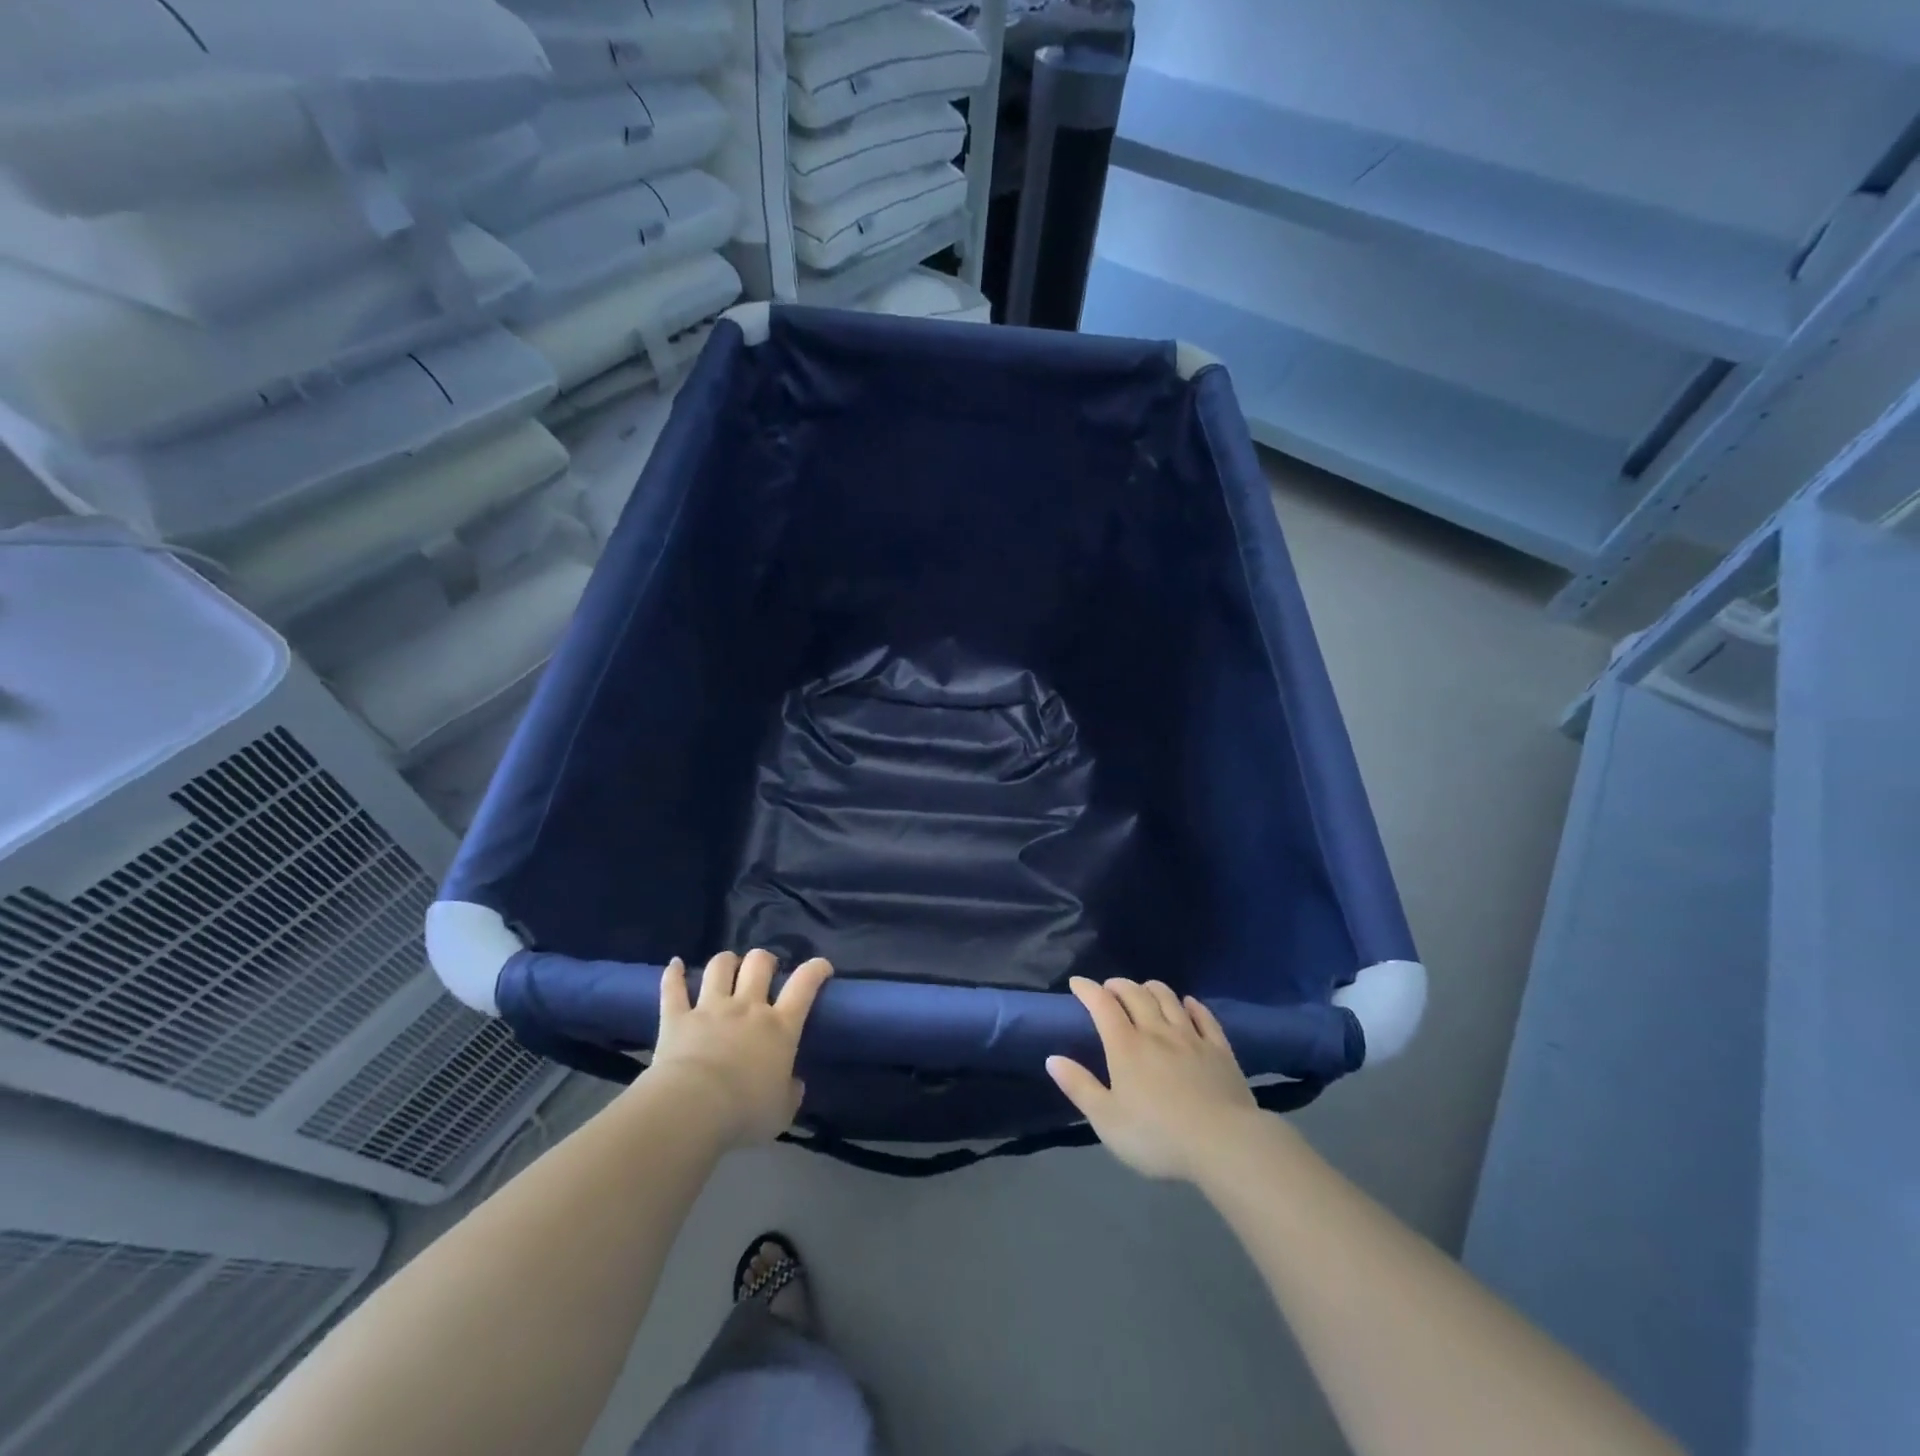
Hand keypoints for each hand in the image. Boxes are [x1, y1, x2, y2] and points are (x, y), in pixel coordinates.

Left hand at [645, 949, 832, 1147]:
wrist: (693, 1109)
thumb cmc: (745, 1112)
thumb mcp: (782, 1111)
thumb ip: (791, 1093)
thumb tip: (795, 1084)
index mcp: (780, 1026)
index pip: (804, 985)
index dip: (815, 970)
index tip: (821, 966)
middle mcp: (747, 1008)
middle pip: (758, 964)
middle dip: (764, 960)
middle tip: (765, 969)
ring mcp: (710, 1008)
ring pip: (720, 967)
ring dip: (726, 961)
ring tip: (727, 965)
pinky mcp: (677, 1018)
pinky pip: (673, 989)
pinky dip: (673, 974)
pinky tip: (675, 965)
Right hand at [1047, 976, 1260, 1182]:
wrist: (1224, 1144)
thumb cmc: (1157, 1136)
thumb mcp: (1107, 1120)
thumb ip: (1079, 1087)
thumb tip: (1052, 1059)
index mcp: (1126, 1046)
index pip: (1102, 1005)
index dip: (1087, 990)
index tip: (1076, 983)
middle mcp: (1156, 1032)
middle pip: (1136, 994)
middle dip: (1118, 985)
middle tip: (1109, 987)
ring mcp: (1191, 1038)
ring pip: (1168, 999)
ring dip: (1151, 988)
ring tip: (1143, 989)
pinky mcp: (1219, 1050)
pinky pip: (1204, 1017)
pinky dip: (1192, 1005)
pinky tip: (1189, 1003)